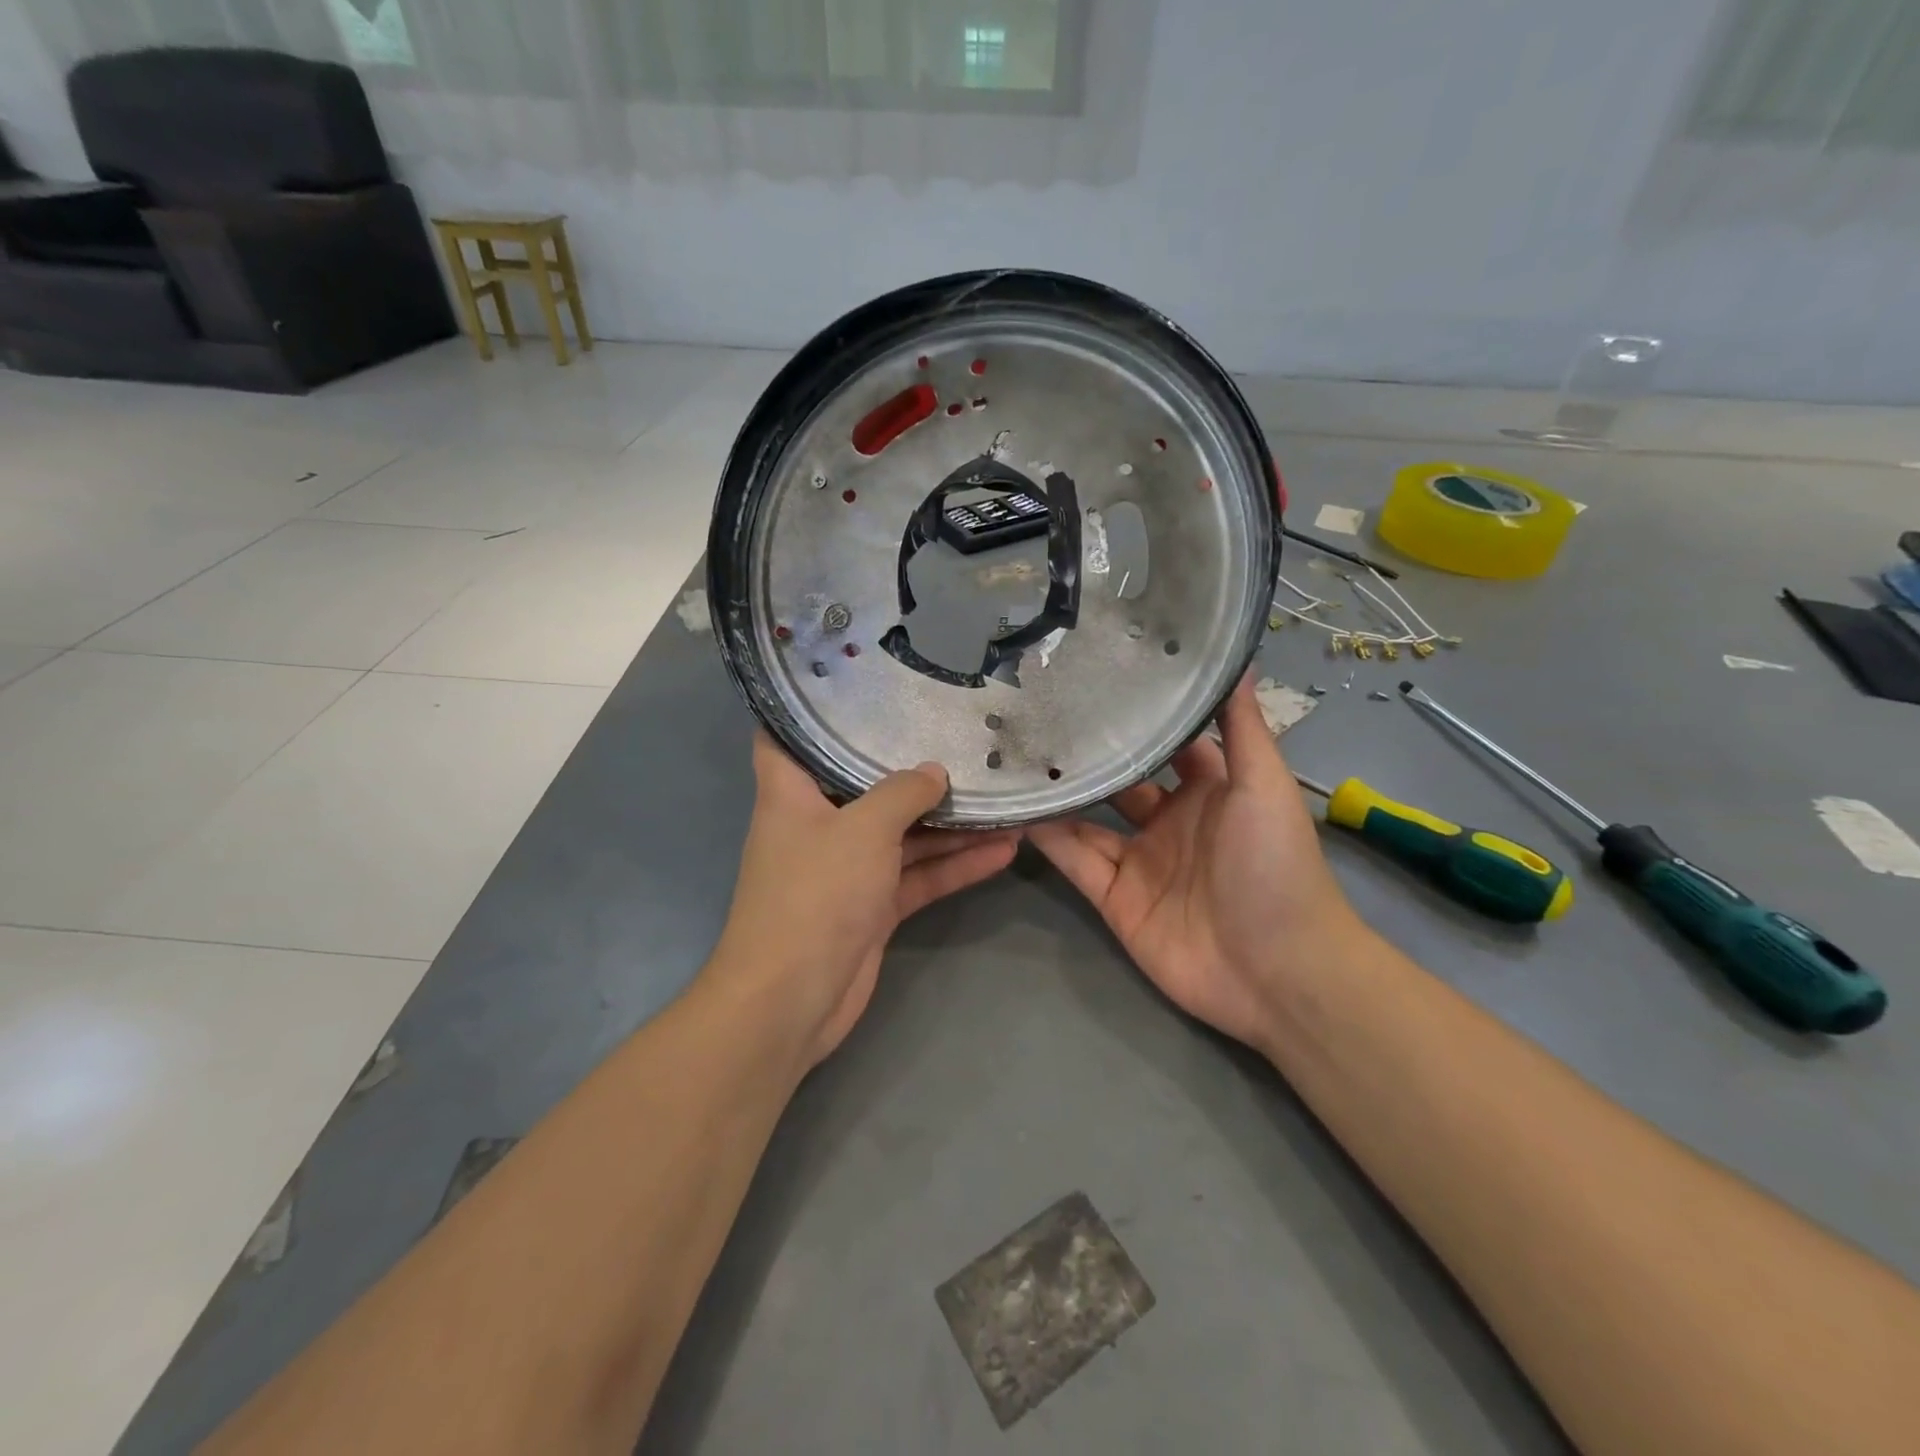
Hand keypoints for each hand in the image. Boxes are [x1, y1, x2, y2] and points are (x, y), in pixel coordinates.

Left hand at [709, 733, 1019, 1069]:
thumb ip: (903, 793)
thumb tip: (934, 773)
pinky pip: (918, 876)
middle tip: (957, 737)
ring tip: (1002, 796)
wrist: (793, 1000)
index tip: (852, 687)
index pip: (784, 736)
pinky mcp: (872, 907)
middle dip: (908, 766)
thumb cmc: (816, 894)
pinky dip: (955, 865)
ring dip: (949, 822)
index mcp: (790, 794)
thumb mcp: (863, 829)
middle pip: (863, 785)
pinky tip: (1005, 850)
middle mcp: (817, 826)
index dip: (809, 710)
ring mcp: (847, 870)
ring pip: (902, 835)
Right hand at [1029, 678, 1370, 1051]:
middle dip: (1089, 755)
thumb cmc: (1276, 866)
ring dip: (1060, 795)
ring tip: (1015, 757)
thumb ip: (1242, 728)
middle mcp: (1170, 822)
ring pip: (1088, 820)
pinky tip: (1018, 809)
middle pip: (1120, 781)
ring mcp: (1139, 862)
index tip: (1099, 679)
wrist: (1277, 971)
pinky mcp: (1115, 898)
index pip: (1168, 745)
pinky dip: (1049, 839)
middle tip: (1040, 717)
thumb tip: (1238, 661)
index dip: (1141, 718)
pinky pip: (1075, 861)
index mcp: (1209, 792)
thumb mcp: (1264, 786)